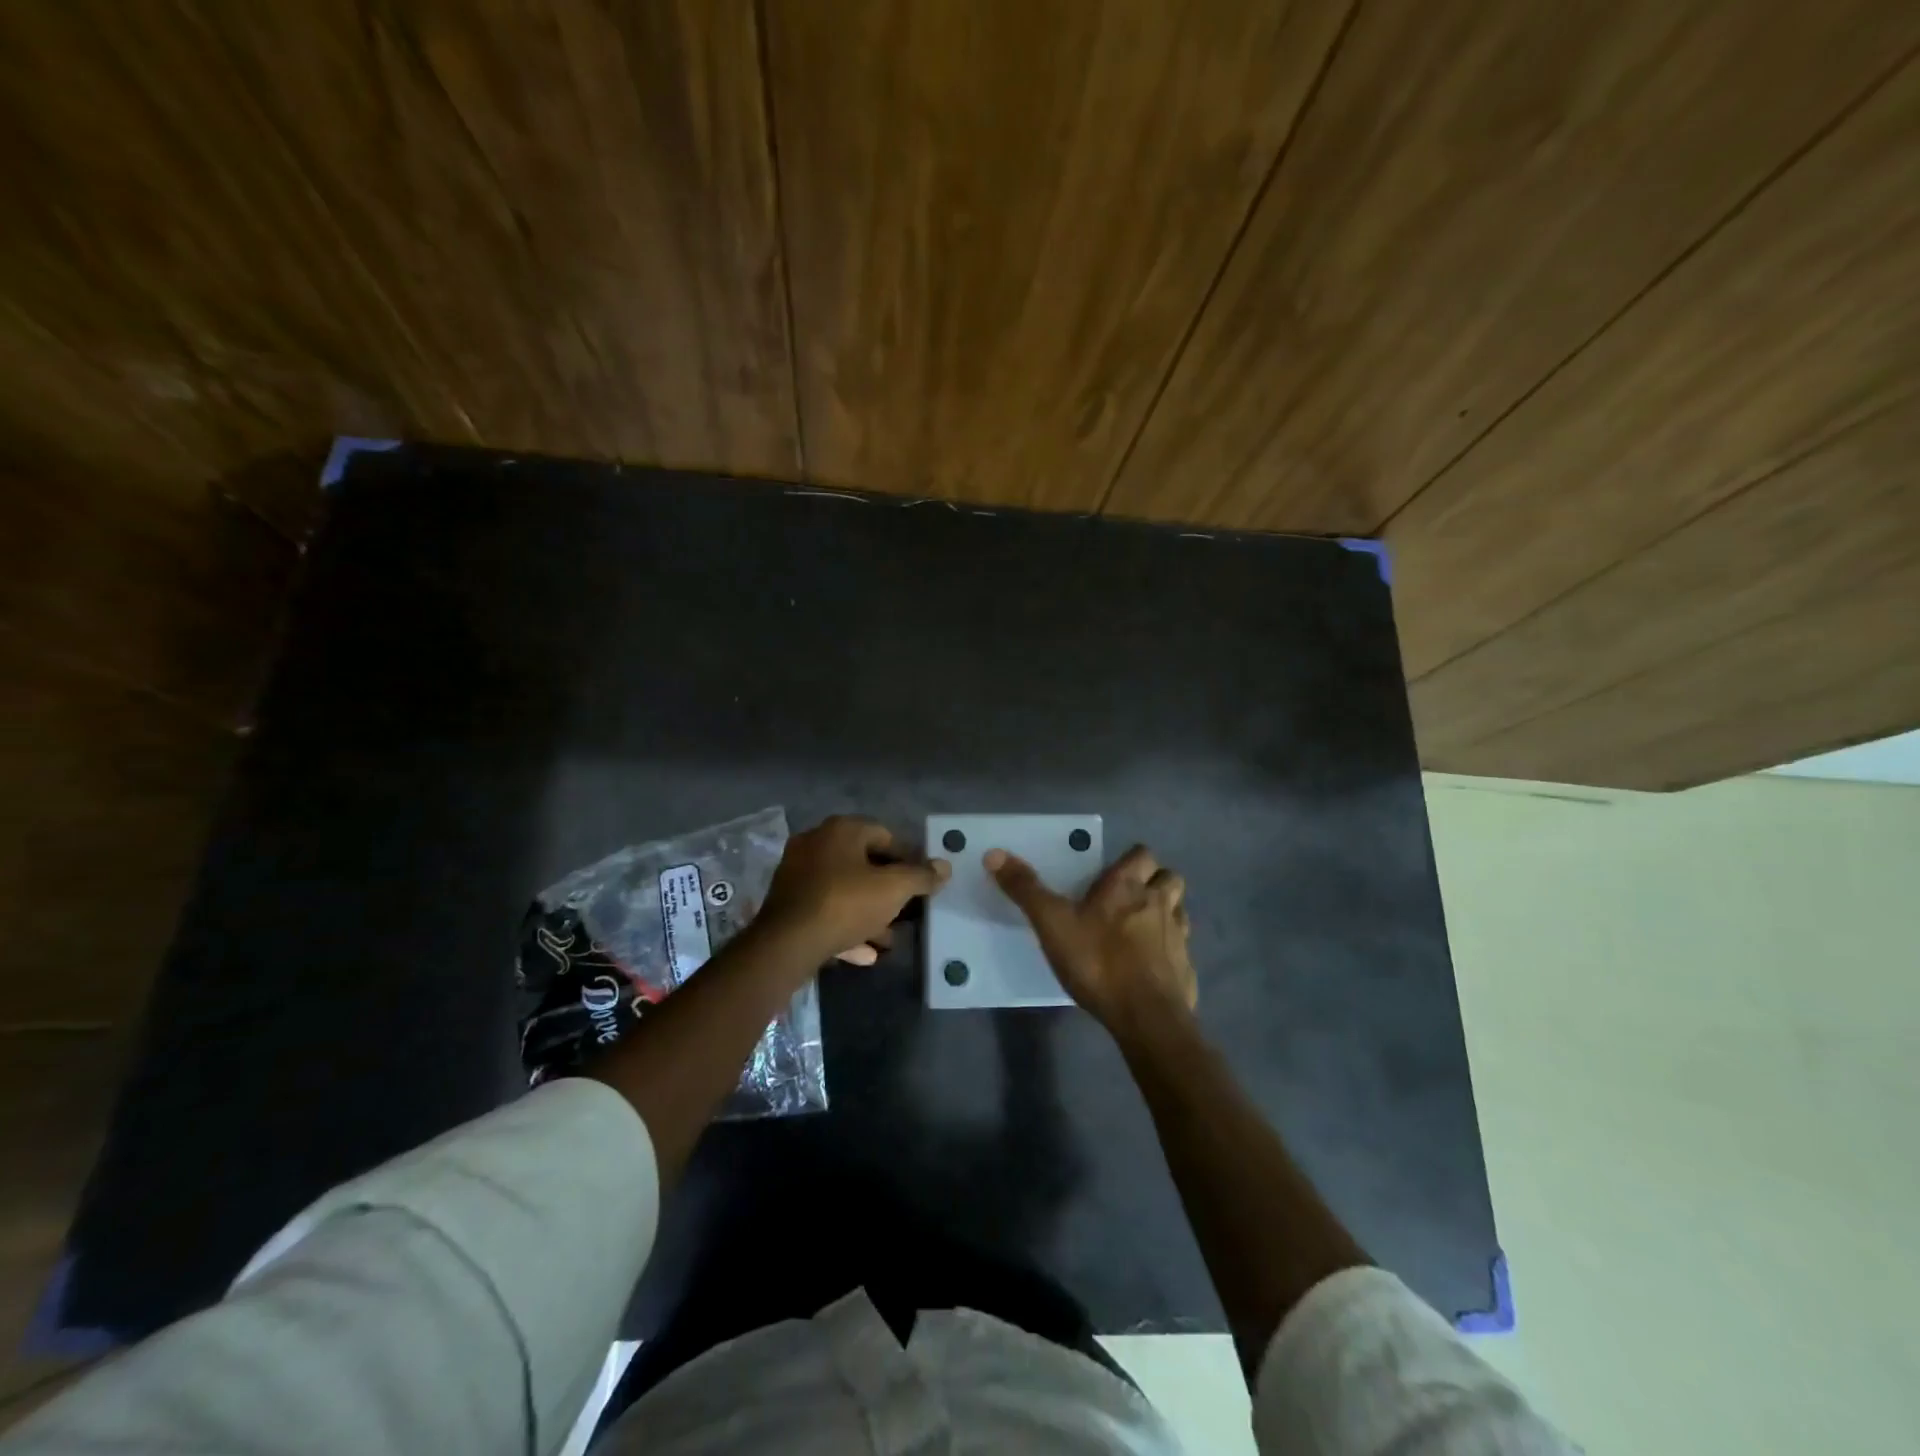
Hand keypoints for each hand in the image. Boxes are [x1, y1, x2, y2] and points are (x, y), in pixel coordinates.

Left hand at [758, 816, 950, 966]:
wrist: (787, 944)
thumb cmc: (845, 903)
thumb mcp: (893, 889)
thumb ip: (921, 876)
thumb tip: (944, 867)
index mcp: (841, 829)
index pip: (885, 835)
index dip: (909, 860)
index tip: (922, 884)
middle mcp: (816, 843)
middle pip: (864, 864)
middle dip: (888, 892)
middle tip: (907, 913)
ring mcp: (798, 873)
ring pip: (845, 891)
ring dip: (869, 913)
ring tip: (888, 940)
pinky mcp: (787, 904)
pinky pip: (826, 910)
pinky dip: (846, 927)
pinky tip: (864, 953)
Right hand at [985, 844, 1196, 1031]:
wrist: (1146, 1018)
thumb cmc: (1098, 961)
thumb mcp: (1052, 923)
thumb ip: (1026, 889)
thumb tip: (994, 853)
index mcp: (1128, 886)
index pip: (1142, 854)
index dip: (1131, 860)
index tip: (1112, 873)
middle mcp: (1159, 903)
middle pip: (1170, 878)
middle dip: (1154, 881)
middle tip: (1128, 897)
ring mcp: (1178, 937)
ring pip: (1179, 911)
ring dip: (1165, 912)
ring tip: (1140, 929)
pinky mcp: (1186, 969)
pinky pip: (1181, 949)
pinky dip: (1169, 950)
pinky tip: (1150, 966)